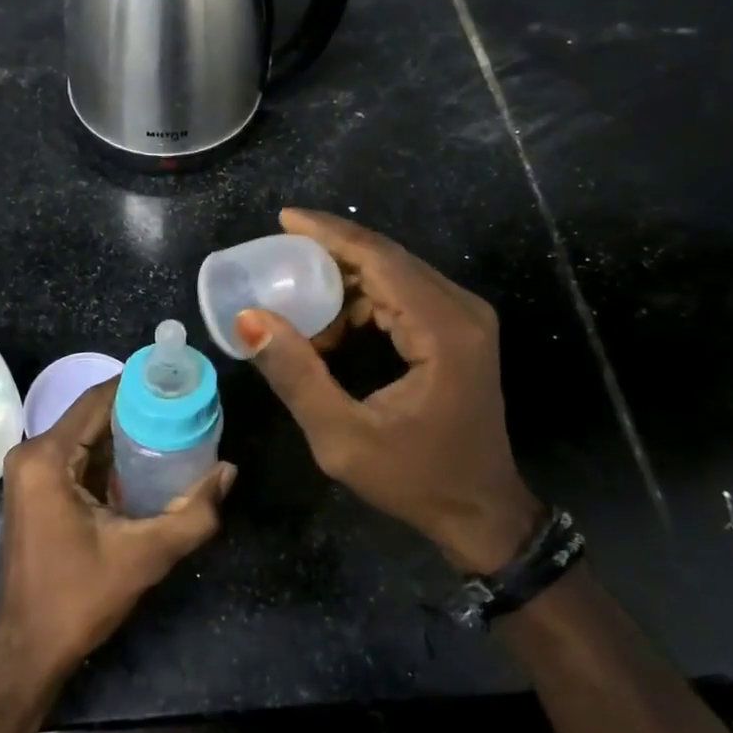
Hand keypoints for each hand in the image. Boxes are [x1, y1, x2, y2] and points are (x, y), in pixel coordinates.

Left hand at [0, 378, 234, 681]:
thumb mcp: (144, 556)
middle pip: (94, 413)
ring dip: (128, 432)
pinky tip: (148, 461)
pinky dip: (112, 454)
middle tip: (186, 408)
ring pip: (89, 433)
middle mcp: (33, 452)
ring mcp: (31, 470)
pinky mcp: (37, 487)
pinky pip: (80, 455)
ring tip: (176, 427)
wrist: (28, 649)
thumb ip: (193, 514)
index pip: (99, 398)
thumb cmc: (78, 599)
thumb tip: (228, 471)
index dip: (140, 385)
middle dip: (140, 409)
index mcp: (47, 456)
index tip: (180, 381)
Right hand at [236, 208, 539, 572]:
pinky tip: (333, 329)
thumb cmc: (415, 480)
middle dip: (330, 252)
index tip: (284, 219)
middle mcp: (461, 310)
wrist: (483, 513)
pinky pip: (405, 293)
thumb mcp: (343, 438)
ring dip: (344, 281)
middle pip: (388, 257)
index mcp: (443, 330)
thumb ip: (296, 375)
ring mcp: (465, 317)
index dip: (328, 233)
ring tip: (299, 305)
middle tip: (278, 256)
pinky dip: (363, 300)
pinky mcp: (459, 328)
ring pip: (395, 272)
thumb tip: (250, 319)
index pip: (379, 258)